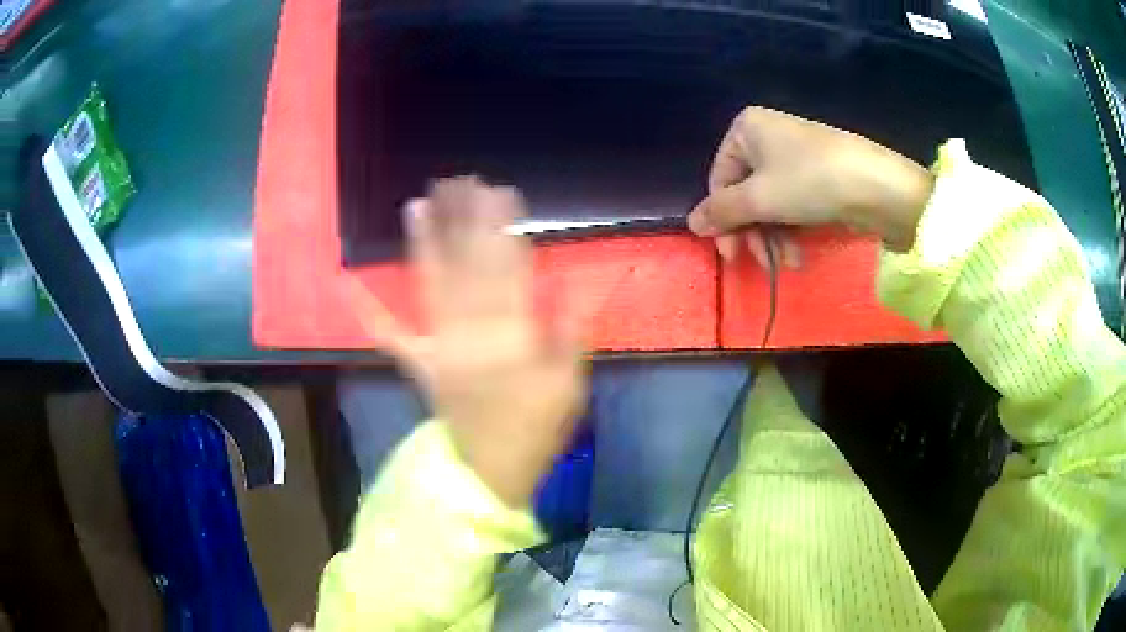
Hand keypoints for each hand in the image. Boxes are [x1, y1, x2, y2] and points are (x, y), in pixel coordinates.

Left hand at [344, 178, 586, 507]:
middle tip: (460, 180)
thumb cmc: (536, 429)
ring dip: (424, 243)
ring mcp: (439, 346)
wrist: (490, 470)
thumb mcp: (569, 385)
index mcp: (511, 338)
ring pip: (432, 286)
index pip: (508, 270)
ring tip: (418, 205)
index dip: (504, 228)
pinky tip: (348, 285)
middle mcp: (470, 333)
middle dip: (465, 220)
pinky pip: (392, 336)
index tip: (501, 191)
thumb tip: (563, 287)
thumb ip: (567, 335)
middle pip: (468, 266)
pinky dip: (370, 311)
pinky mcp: (419, 362)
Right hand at [688, 107, 935, 265]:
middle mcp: (767, 136)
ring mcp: (794, 155)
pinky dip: (792, 230)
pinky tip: (799, 254)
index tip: (731, 254)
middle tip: (758, 262)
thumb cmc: (809, 182)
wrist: (876, 185)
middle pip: (745, 193)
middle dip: (752, 232)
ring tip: (787, 263)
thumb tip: (691, 223)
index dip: (723, 219)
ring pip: (770, 203)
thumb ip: (721, 212)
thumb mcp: (758, 198)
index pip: (719, 179)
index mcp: (745, 128)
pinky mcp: (817, 173)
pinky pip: (792, 203)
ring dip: (774, 238)